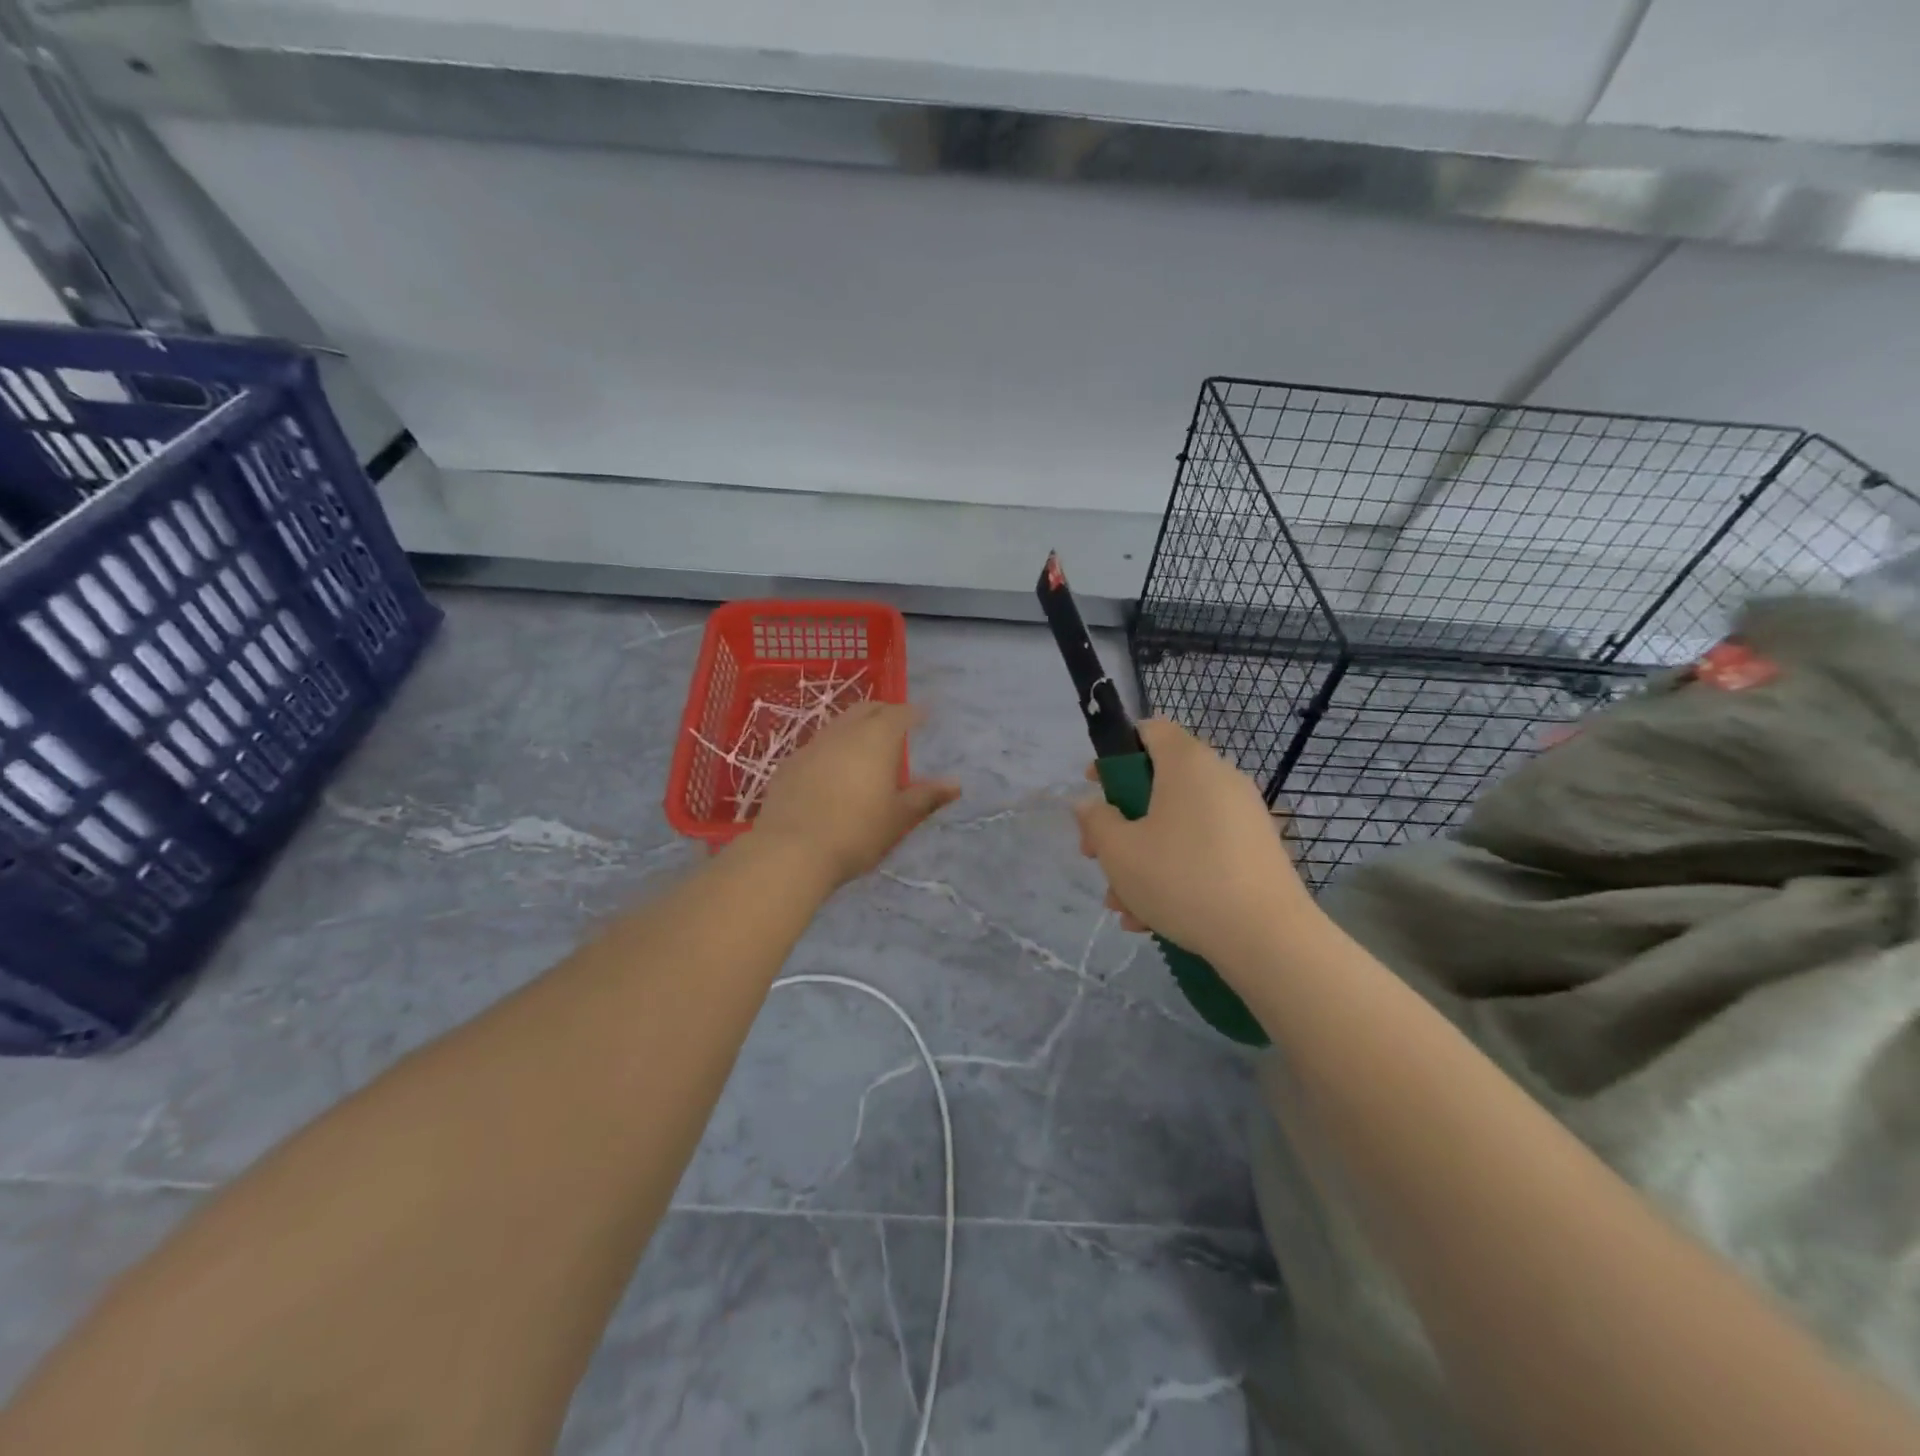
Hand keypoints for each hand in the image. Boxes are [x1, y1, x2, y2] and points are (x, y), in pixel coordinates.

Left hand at [753, 702, 960, 886]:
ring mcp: (812, 745)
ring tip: (865, 750)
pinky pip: (817, 746)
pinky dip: (831, 750)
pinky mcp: (788, 764)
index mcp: (877, 738)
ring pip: (839, 725)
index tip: (923, 718)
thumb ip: (926, 796)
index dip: (914, 713)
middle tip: (897, 728)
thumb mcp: (898, 818)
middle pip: (867, 709)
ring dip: (855, 729)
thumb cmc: (856, 832)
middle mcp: (844, 732)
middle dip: (884, 712)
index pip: (900, 712)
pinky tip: (832, 772)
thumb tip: (955, 784)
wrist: (791, 850)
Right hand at [1074, 719, 1315, 971]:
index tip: (1095, 787)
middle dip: (1121, 822)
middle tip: (1096, 856)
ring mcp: (1243, 816)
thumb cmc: (1181, 878)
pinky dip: (1175, 872)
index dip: (1115, 752)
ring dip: (1142, 858)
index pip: (1150, 729)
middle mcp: (1220, 778)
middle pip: (1158, 785)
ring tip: (1122, 905)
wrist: (1266, 937)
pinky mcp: (1256, 851)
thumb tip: (1091, 805)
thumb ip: (1096, 820)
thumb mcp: (1119, 850)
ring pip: (1177, 826)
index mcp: (1187, 763)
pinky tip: (1152, 919)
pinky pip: (1203, 849)